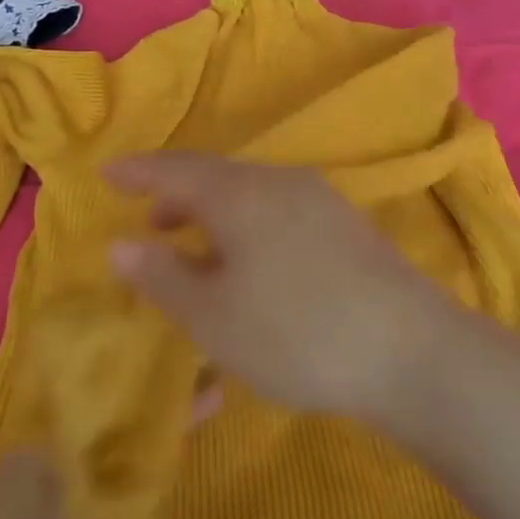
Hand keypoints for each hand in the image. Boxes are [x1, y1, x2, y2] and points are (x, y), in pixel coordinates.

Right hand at [105, 152, 449, 419]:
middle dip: (178, 196)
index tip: (108, 173)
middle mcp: (279, 181)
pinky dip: (248, 224)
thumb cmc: (296, 332)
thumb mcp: (214, 316)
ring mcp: (319, 199)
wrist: (410, 349)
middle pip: (216, 177)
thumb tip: (121, 245)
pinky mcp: (345, 224)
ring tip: (196, 246)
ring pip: (250, 194)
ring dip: (215, 213)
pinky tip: (252, 262)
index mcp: (240, 193)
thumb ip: (163, 276)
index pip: (176, 169)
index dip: (139, 171)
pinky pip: (278, 209)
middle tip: (150, 222)